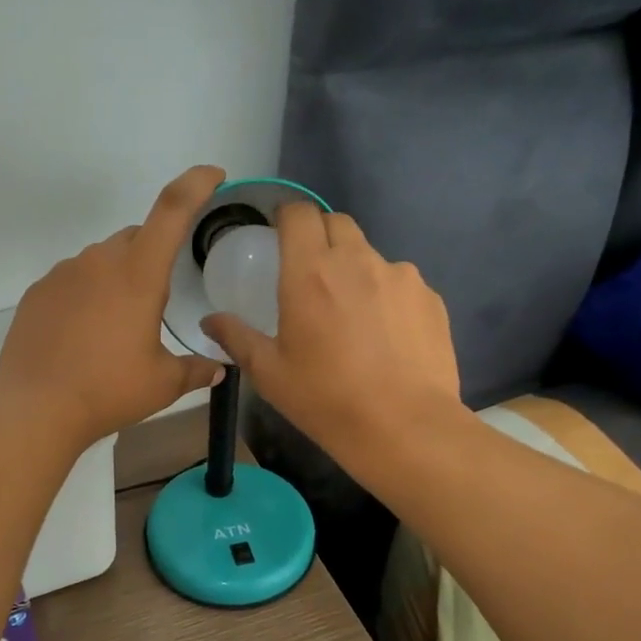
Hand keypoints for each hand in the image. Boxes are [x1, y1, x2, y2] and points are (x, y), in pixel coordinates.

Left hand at [0, 165, 226, 448]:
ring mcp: (63, 274)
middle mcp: (99, 262)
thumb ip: (195, 370)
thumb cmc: (108, 391)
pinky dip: (86, 294)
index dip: (196, 184)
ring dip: (117, 277)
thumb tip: (218, 369)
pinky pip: (72, 280)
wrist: (35, 408)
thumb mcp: (162, 384)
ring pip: (101, 259)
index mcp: (138, 274)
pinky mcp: (37, 292)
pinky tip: (83, 333)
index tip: (213, 175)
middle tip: (156, 298)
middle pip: (136, 237)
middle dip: (152, 254)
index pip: (172, 210)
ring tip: (116, 324)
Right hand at [201, 203, 463, 474]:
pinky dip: (386, 296)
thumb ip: (236, 338)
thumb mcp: (269, 373)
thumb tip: (210, 322)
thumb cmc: (325, 399)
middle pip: (336, 223)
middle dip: (319, 236)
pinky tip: (385, 336)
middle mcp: (357, 260)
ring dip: (355, 270)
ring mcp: (400, 276)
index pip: (298, 213)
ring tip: (352, 315)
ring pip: (370, 254)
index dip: (286, 216)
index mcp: (310, 272)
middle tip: (310, 274)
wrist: (403, 427)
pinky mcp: (430, 297)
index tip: (279, 235)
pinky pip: (400, 283)